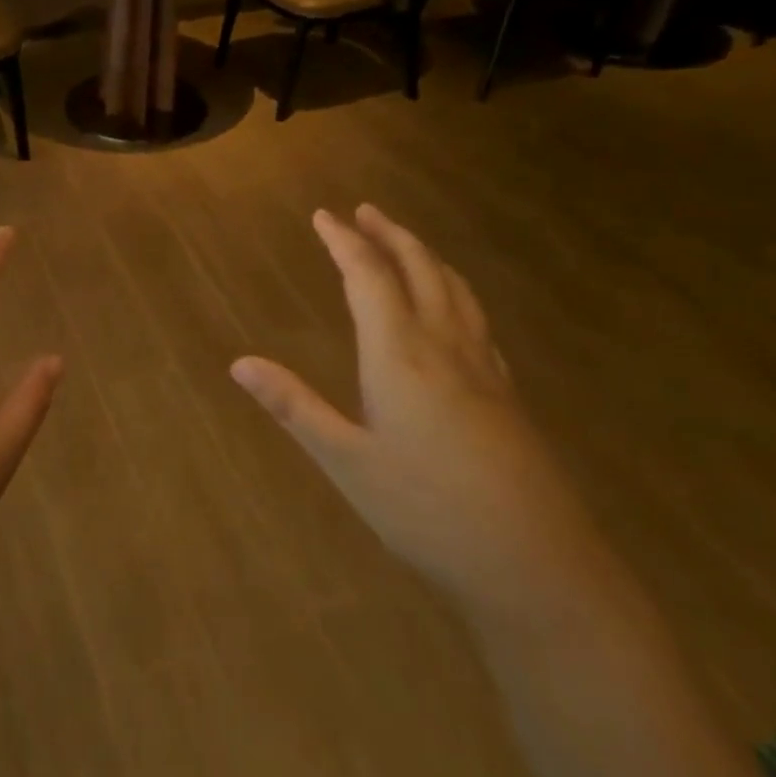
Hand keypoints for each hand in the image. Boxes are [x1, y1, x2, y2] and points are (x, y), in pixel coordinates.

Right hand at [231, 204, 601, 614]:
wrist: (536, 565)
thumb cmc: (427, 511)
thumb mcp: (346, 462)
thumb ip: (294, 407)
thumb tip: (239, 363)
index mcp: (400, 355)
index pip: (368, 277)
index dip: (344, 242)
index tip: (323, 215)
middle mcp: (445, 347)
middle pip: (420, 269)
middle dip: (389, 235)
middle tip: (364, 211)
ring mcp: (484, 368)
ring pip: (455, 289)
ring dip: (425, 255)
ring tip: (404, 242)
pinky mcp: (507, 393)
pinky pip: (476, 318)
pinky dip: (454, 291)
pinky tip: (453, 308)